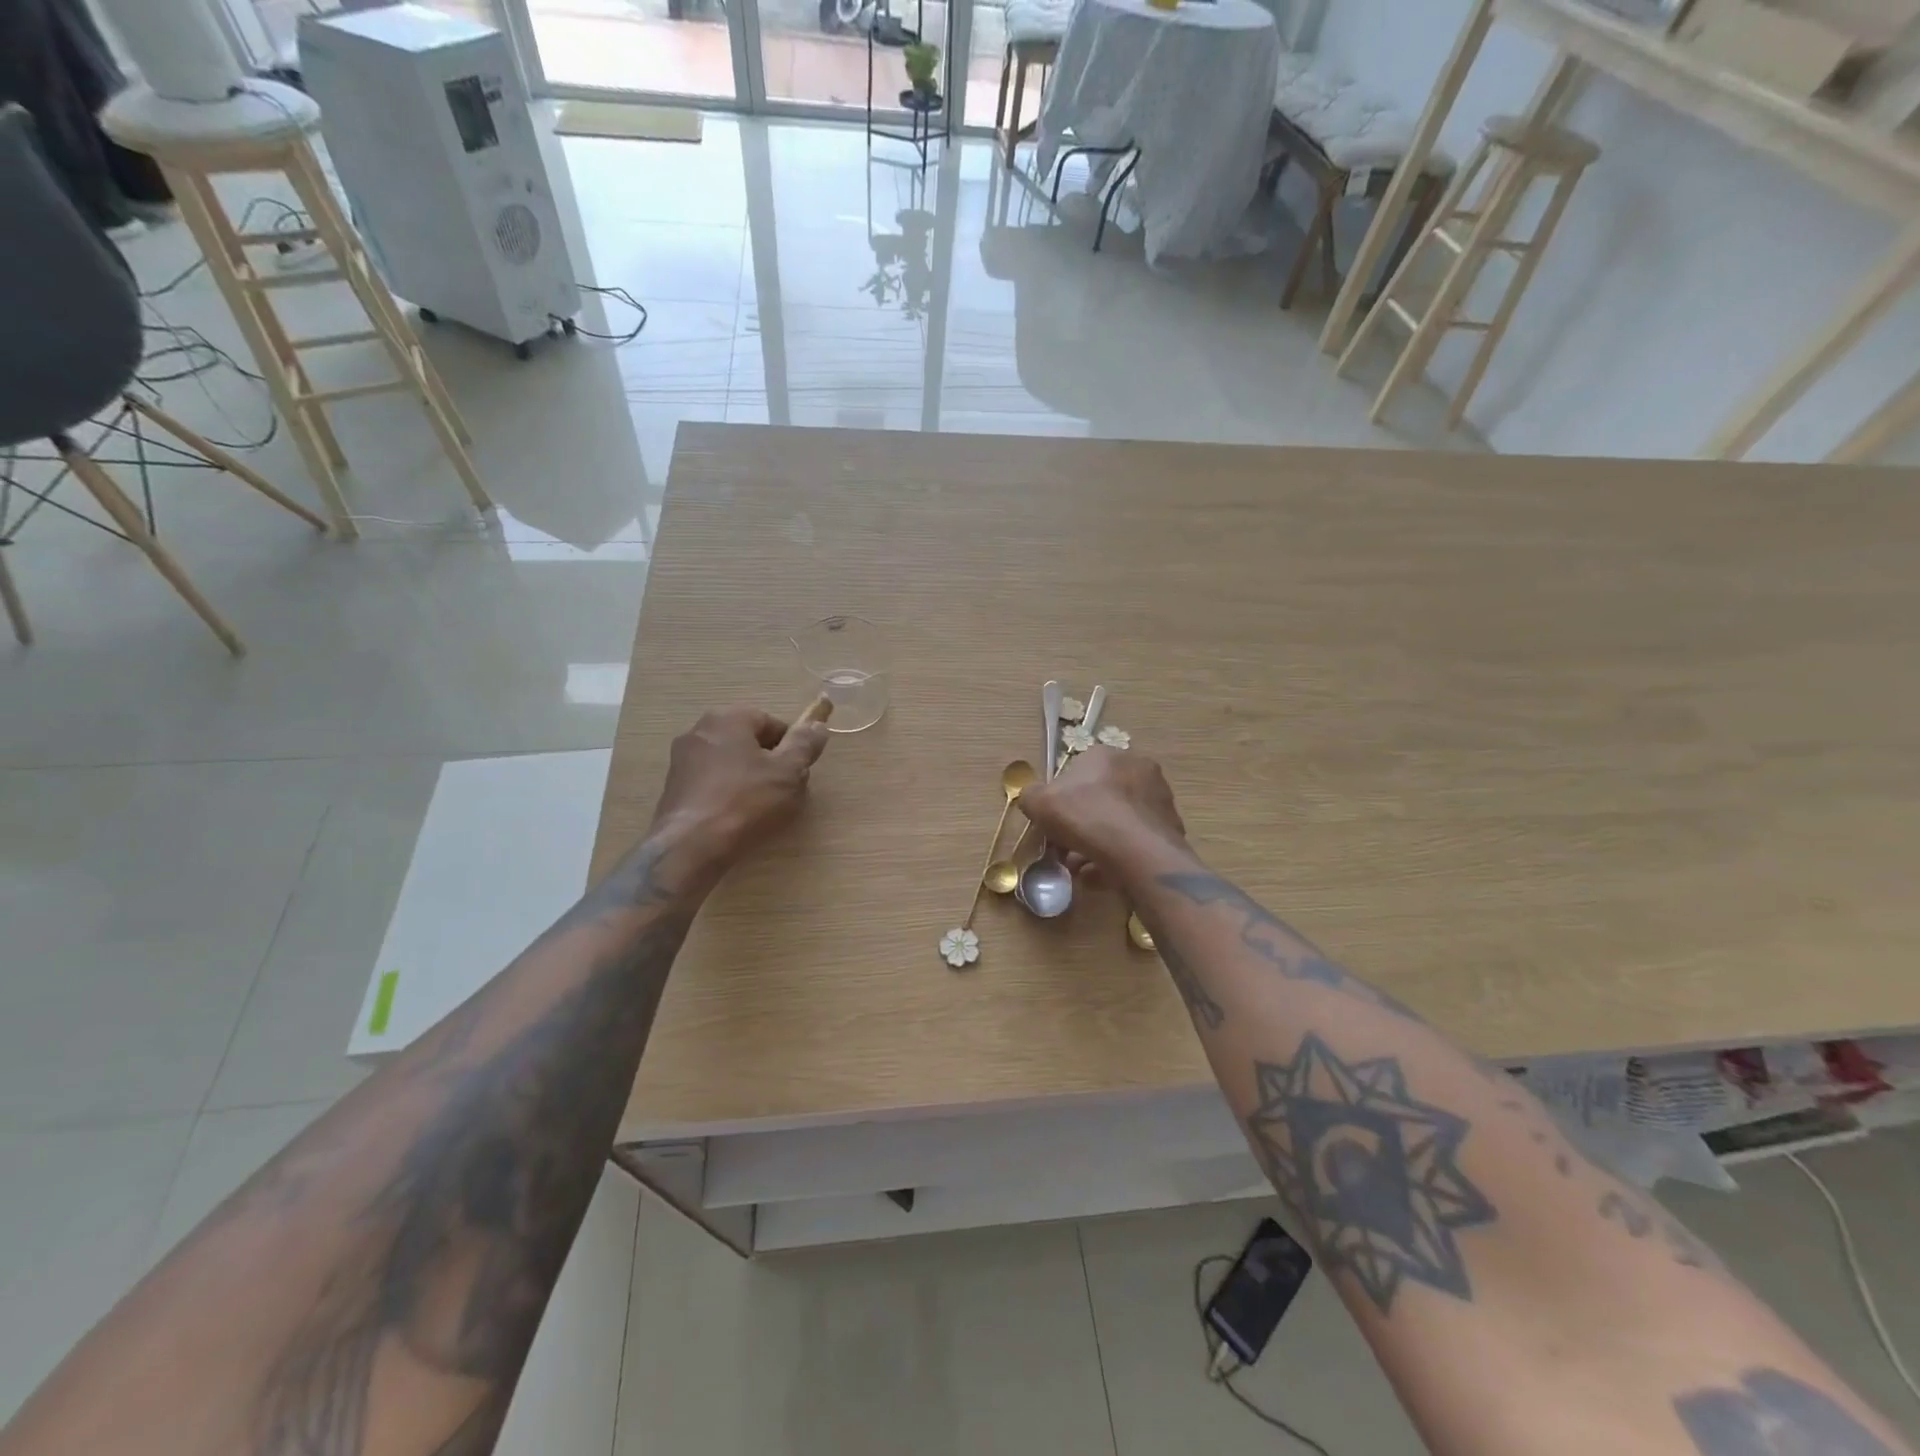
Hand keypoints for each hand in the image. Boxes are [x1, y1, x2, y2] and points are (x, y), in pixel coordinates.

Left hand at [648, 706, 829, 866]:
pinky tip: (736, 818)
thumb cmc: (747, 802)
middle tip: (783, 792)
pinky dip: (727, 794)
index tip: (797, 773)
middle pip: (748, 742)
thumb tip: (817, 725)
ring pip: (730, 763)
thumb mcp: (789, 772)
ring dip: (748, 779)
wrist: (691, 846)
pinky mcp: (673, 787)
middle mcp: (700, 730)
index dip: (791, 748)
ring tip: (761, 809)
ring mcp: (682, 759)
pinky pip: (712, 783)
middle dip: (769, 763)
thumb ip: (805, 744)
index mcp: (729, 718)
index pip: (771, 723)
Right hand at [1018, 746, 1186, 873]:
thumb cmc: (1085, 816)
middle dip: (1082, 823)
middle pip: (1100, 798)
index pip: (1079, 771)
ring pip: (1118, 821)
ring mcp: (1159, 798)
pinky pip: (1136, 840)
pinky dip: (1119, 855)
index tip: (1053, 823)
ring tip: (1082, 868)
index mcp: (1107, 754)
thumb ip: (1031, 796)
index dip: (1062, 799)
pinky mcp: (1171, 827)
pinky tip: (1103, 875)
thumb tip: (1033, 799)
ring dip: (1099, 842)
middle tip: (1066, 848)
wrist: (1137, 852)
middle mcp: (1138, 768)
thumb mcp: (1039, 802)